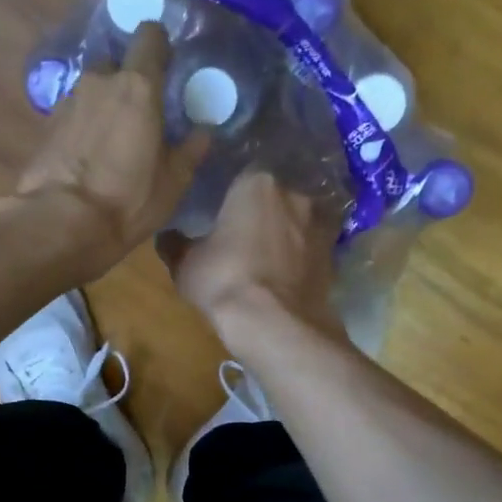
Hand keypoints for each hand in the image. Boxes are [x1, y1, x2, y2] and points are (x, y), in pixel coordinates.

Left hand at [0, 23, 209, 278]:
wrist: (60, 224)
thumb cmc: (127, 201)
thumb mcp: (172, 183)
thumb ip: (190, 151)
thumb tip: (204, 131)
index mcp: (137, 86)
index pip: (149, 36)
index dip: (159, 46)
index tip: (167, 65)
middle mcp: (99, 82)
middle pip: (116, 63)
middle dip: (127, 80)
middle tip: (140, 112)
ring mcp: (67, 102)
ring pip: (92, 90)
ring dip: (103, 105)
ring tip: (112, 140)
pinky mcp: (46, 126)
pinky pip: (72, 115)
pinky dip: (82, 127)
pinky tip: (88, 156)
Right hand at [157, 169, 347, 355]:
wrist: (275, 324)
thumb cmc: (224, 280)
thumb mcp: (185, 264)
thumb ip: (175, 245)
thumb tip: (166, 237)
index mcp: (257, 183)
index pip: (241, 177)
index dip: (230, 198)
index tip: (220, 216)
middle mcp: (295, 195)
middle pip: (274, 198)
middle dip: (261, 215)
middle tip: (243, 239)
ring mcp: (320, 225)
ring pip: (296, 224)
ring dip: (285, 237)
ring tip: (266, 262)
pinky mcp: (334, 256)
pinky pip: (310, 251)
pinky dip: (300, 260)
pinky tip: (284, 279)